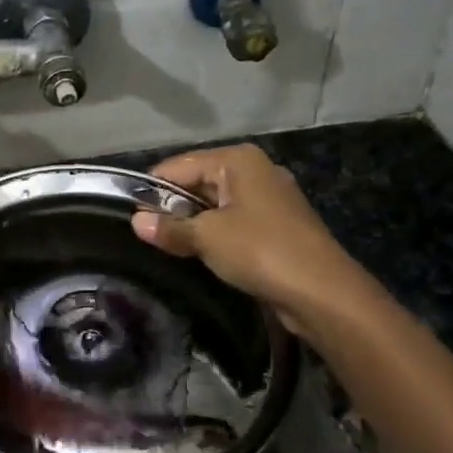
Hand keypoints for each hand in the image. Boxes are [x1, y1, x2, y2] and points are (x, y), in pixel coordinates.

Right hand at [132, 143, 378, 338]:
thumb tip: (136, 222)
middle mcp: (255, 170)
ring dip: (194, 224)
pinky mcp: (277, 225)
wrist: (322, 292)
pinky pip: (234, 222)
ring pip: (216, 204)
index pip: (179, 166)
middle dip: (173, 207)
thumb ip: (170, 228)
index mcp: (238, 160)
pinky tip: (202, 254)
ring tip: (169, 246)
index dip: (152, 189)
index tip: (129, 215)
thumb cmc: (260, 250)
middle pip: (198, 182)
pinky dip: (216, 235)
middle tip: (146, 235)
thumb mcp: (207, 237)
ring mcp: (269, 198)